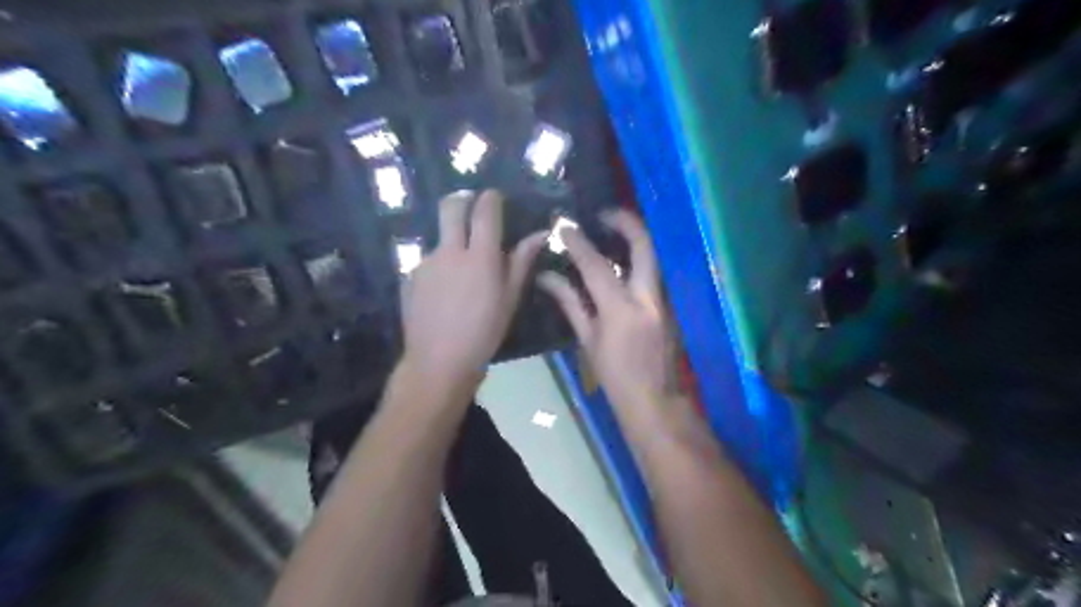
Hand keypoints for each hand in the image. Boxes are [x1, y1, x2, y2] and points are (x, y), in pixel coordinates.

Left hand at [400, 190, 543, 392]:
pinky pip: (428, 261)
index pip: (484, 211)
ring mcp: (426, 262)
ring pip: (439, 236)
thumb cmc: (484, 332)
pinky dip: (439, 266)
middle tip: (471, 205)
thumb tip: (540, 234)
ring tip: (461, 270)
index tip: (495, 197)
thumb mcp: (510, 299)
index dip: (490, 198)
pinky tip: (444, 291)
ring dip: (451, 240)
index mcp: (480, 256)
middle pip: (450, 206)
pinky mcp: (410, 276)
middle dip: (462, 198)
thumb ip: (521, 262)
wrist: (439, 361)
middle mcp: (450, 251)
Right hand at [539, 211, 677, 415]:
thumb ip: (571, 304)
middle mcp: (647, 298)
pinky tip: (620, 262)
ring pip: (652, 257)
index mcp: (621, 310)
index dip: (578, 242)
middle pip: (643, 246)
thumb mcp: (588, 340)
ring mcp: (663, 300)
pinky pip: (651, 273)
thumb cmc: (615, 376)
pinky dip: (636, 260)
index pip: (597, 266)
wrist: (655, 400)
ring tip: (610, 232)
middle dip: (626, 222)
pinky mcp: (668, 305)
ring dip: (633, 239)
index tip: (564, 226)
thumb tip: (547, 277)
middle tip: (604, 214)